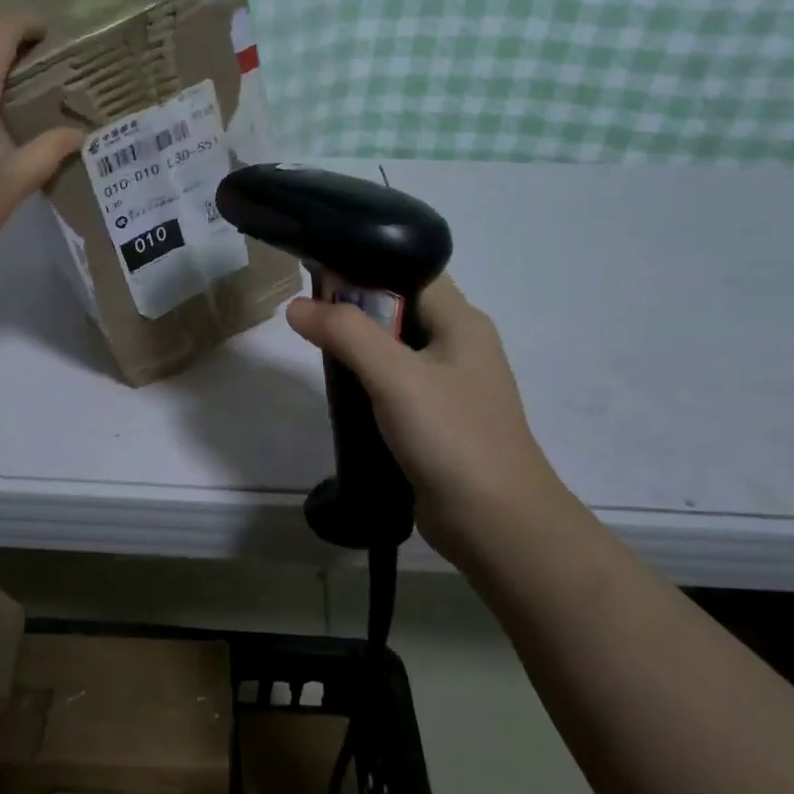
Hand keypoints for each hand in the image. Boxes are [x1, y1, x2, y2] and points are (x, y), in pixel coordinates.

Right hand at [286, 277, 565, 553]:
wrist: (497, 526)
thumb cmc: (452, 437)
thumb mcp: (395, 376)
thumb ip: (346, 333)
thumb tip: (296, 306)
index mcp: (461, 322)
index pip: (410, 271)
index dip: (365, 267)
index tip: (318, 278)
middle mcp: (458, 345)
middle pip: (398, 308)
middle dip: (353, 309)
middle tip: (308, 317)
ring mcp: (448, 385)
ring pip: (393, 349)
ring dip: (356, 348)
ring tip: (315, 350)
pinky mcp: (435, 420)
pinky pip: (393, 384)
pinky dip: (365, 381)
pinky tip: (339, 392)